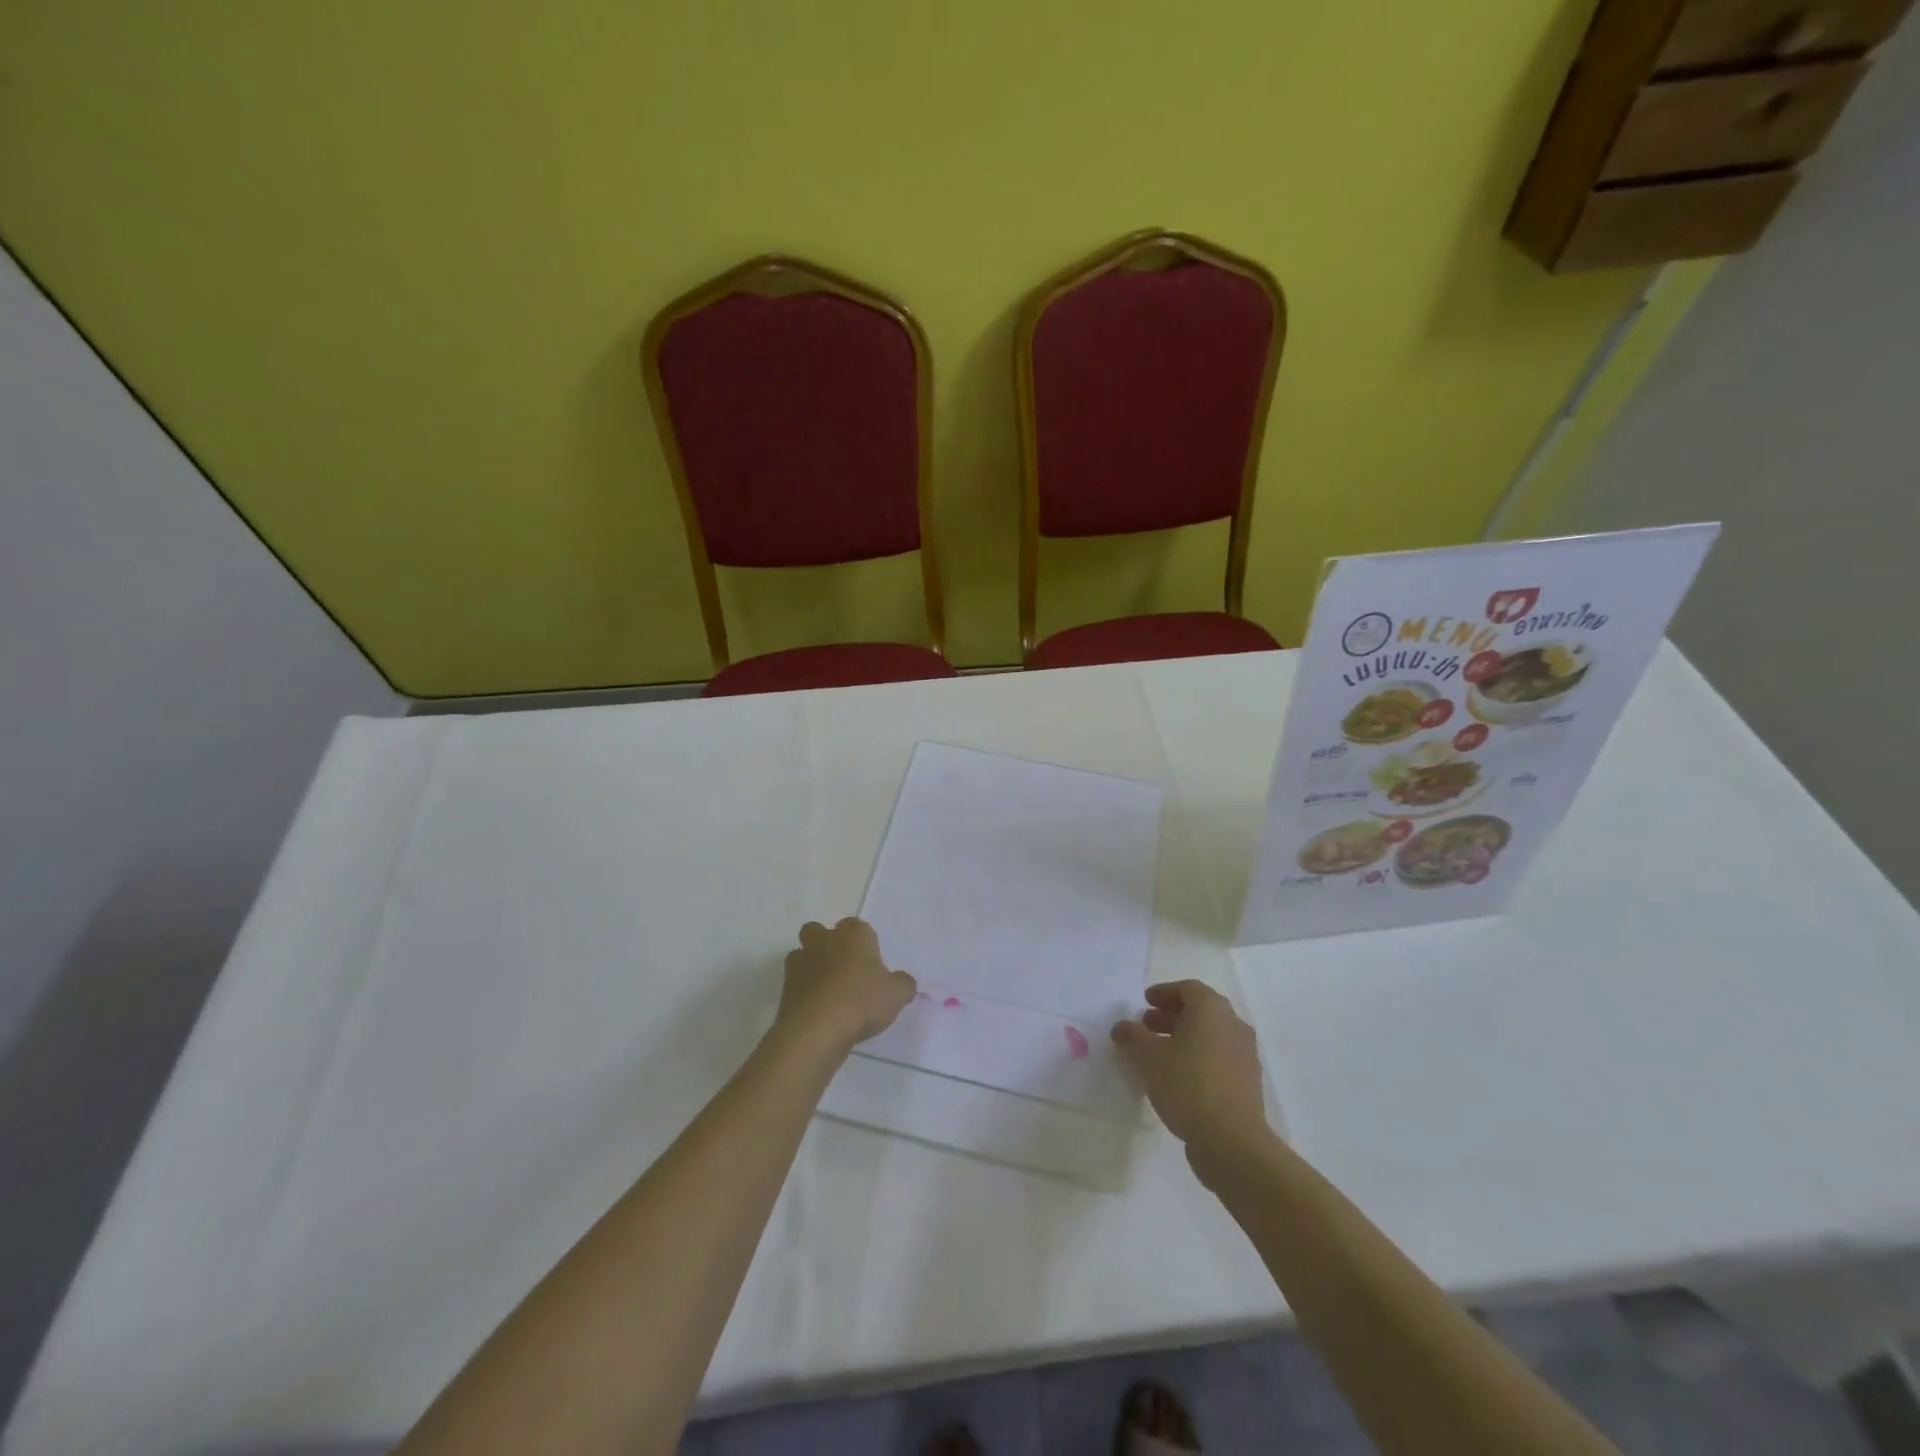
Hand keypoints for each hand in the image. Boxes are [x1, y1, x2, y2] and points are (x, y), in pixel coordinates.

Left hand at [774, 918, 916, 1058]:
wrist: (817, 1029)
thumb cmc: (862, 1001)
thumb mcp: (897, 994)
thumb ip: (903, 984)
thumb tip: (903, 983)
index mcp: (853, 934)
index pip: (857, 925)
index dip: (863, 942)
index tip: (871, 963)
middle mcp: (824, 941)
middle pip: (819, 931)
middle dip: (827, 944)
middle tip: (843, 969)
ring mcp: (800, 963)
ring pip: (802, 955)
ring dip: (811, 967)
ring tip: (828, 992)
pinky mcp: (784, 988)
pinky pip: (795, 983)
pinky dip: (804, 992)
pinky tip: (818, 1011)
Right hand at [1112, 981, 1268, 1157]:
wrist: (1232, 1140)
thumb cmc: (1187, 1085)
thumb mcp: (1148, 1058)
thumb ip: (1131, 1037)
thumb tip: (1122, 1028)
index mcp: (1212, 1010)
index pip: (1188, 988)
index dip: (1164, 992)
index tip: (1145, 1002)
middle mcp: (1233, 1025)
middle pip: (1201, 1011)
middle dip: (1172, 1015)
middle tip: (1147, 1025)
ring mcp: (1245, 1055)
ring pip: (1211, 1036)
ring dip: (1184, 1038)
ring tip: (1159, 1054)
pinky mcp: (1247, 1083)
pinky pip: (1219, 1058)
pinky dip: (1198, 1058)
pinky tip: (1178, 1078)